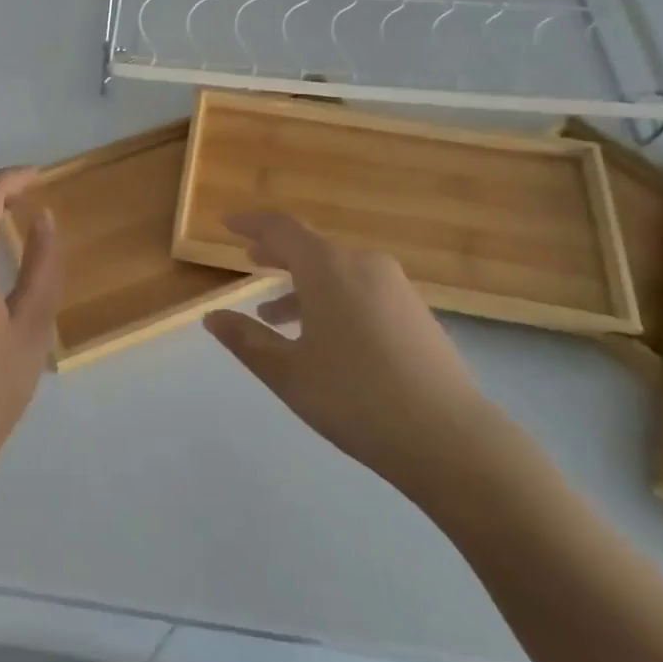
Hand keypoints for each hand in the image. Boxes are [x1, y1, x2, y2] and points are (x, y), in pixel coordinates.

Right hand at [203, 212, 496, 499]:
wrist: (450, 438)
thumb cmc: (355, 397)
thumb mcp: (288, 372)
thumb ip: (246, 340)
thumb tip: (212, 317)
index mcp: (328, 267)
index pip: (280, 228)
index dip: (250, 224)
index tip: (226, 224)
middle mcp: (363, 264)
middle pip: (311, 246)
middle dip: (277, 253)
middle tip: (249, 260)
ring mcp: (395, 287)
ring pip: (337, 270)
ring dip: (302, 284)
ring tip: (273, 314)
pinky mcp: (415, 311)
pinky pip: (361, 288)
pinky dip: (331, 297)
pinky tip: (322, 336)